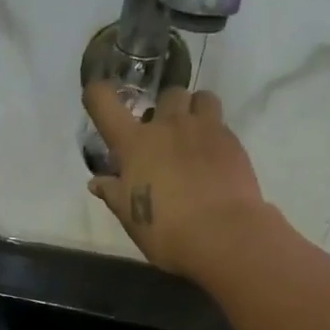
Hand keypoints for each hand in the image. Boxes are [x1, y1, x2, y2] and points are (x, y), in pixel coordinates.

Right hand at [83, 82, 269, 278]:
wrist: (222, 235)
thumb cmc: (166, 231)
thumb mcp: (131, 217)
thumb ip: (114, 193)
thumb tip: (97, 182)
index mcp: (135, 143)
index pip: (104, 103)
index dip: (96, 94)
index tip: (96, 96)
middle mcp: (169, 125)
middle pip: (167, 94)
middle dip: (163, 109)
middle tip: (162, 135)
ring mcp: (204, 129)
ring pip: (201, 98)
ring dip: (194, 111)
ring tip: (193, 136)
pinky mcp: (232, 141)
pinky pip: (220, 124)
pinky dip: (213, 136)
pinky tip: (213, 161)